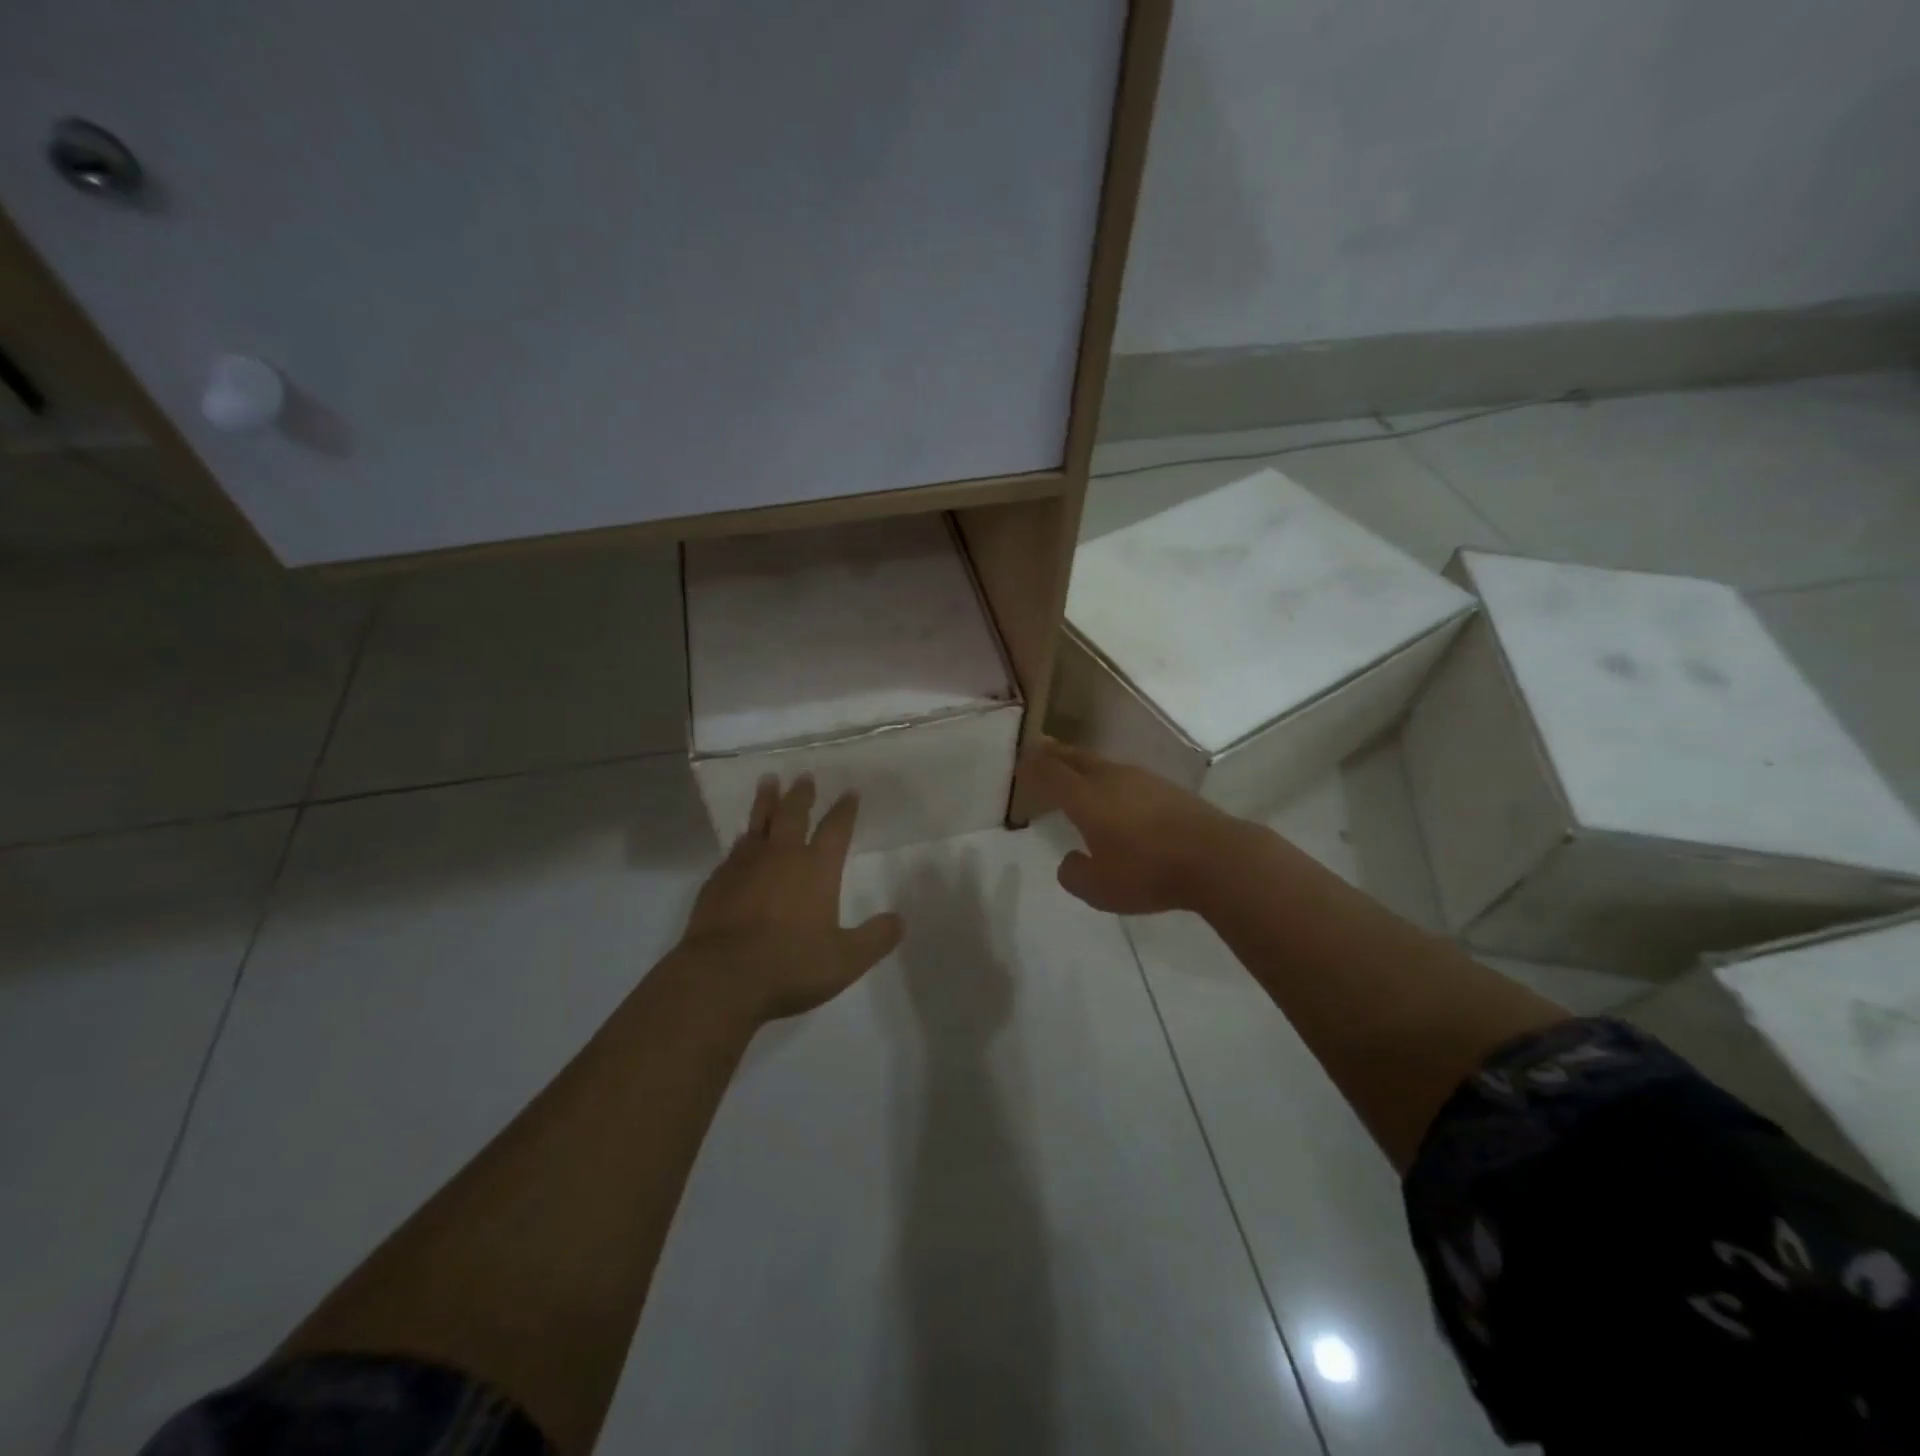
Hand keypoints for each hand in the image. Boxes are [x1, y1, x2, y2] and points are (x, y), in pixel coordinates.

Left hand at [674, 775, 904, 1021]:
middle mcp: (781, 857)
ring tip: (769, 782)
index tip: (850, 792)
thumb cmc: (790, 965)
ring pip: (758, 823)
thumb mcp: (846, 960)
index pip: (836, 829)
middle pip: (793, 814)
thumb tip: (899, 920)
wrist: (721, 977)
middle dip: (801, 795)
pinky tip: (741, 839)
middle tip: (804, 776)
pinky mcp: (717, 882)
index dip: (845, 810)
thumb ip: (875, 938)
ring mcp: (745, 866)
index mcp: (816, 869)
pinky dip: (742, 839)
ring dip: (766, 801)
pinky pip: (734, 850)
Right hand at [1025, 738, 1239, 914]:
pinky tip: (1116, 793)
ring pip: (1103, 764)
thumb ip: (1075, 874)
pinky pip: (1126, 776)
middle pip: (1076, 758)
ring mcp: (1143, 779)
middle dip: (1056, 753)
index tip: (1021, 764)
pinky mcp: (1168, 789)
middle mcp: (1111, 779)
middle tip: (1041, 749)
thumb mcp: (1099, 889)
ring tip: (1075, 770)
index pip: (1051, 773)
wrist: (1216, 858)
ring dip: (1084, 764)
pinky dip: (1110, 778)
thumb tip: (1071, 859)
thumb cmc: (1148, 872)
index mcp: (1086, 798)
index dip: (1034, 767)